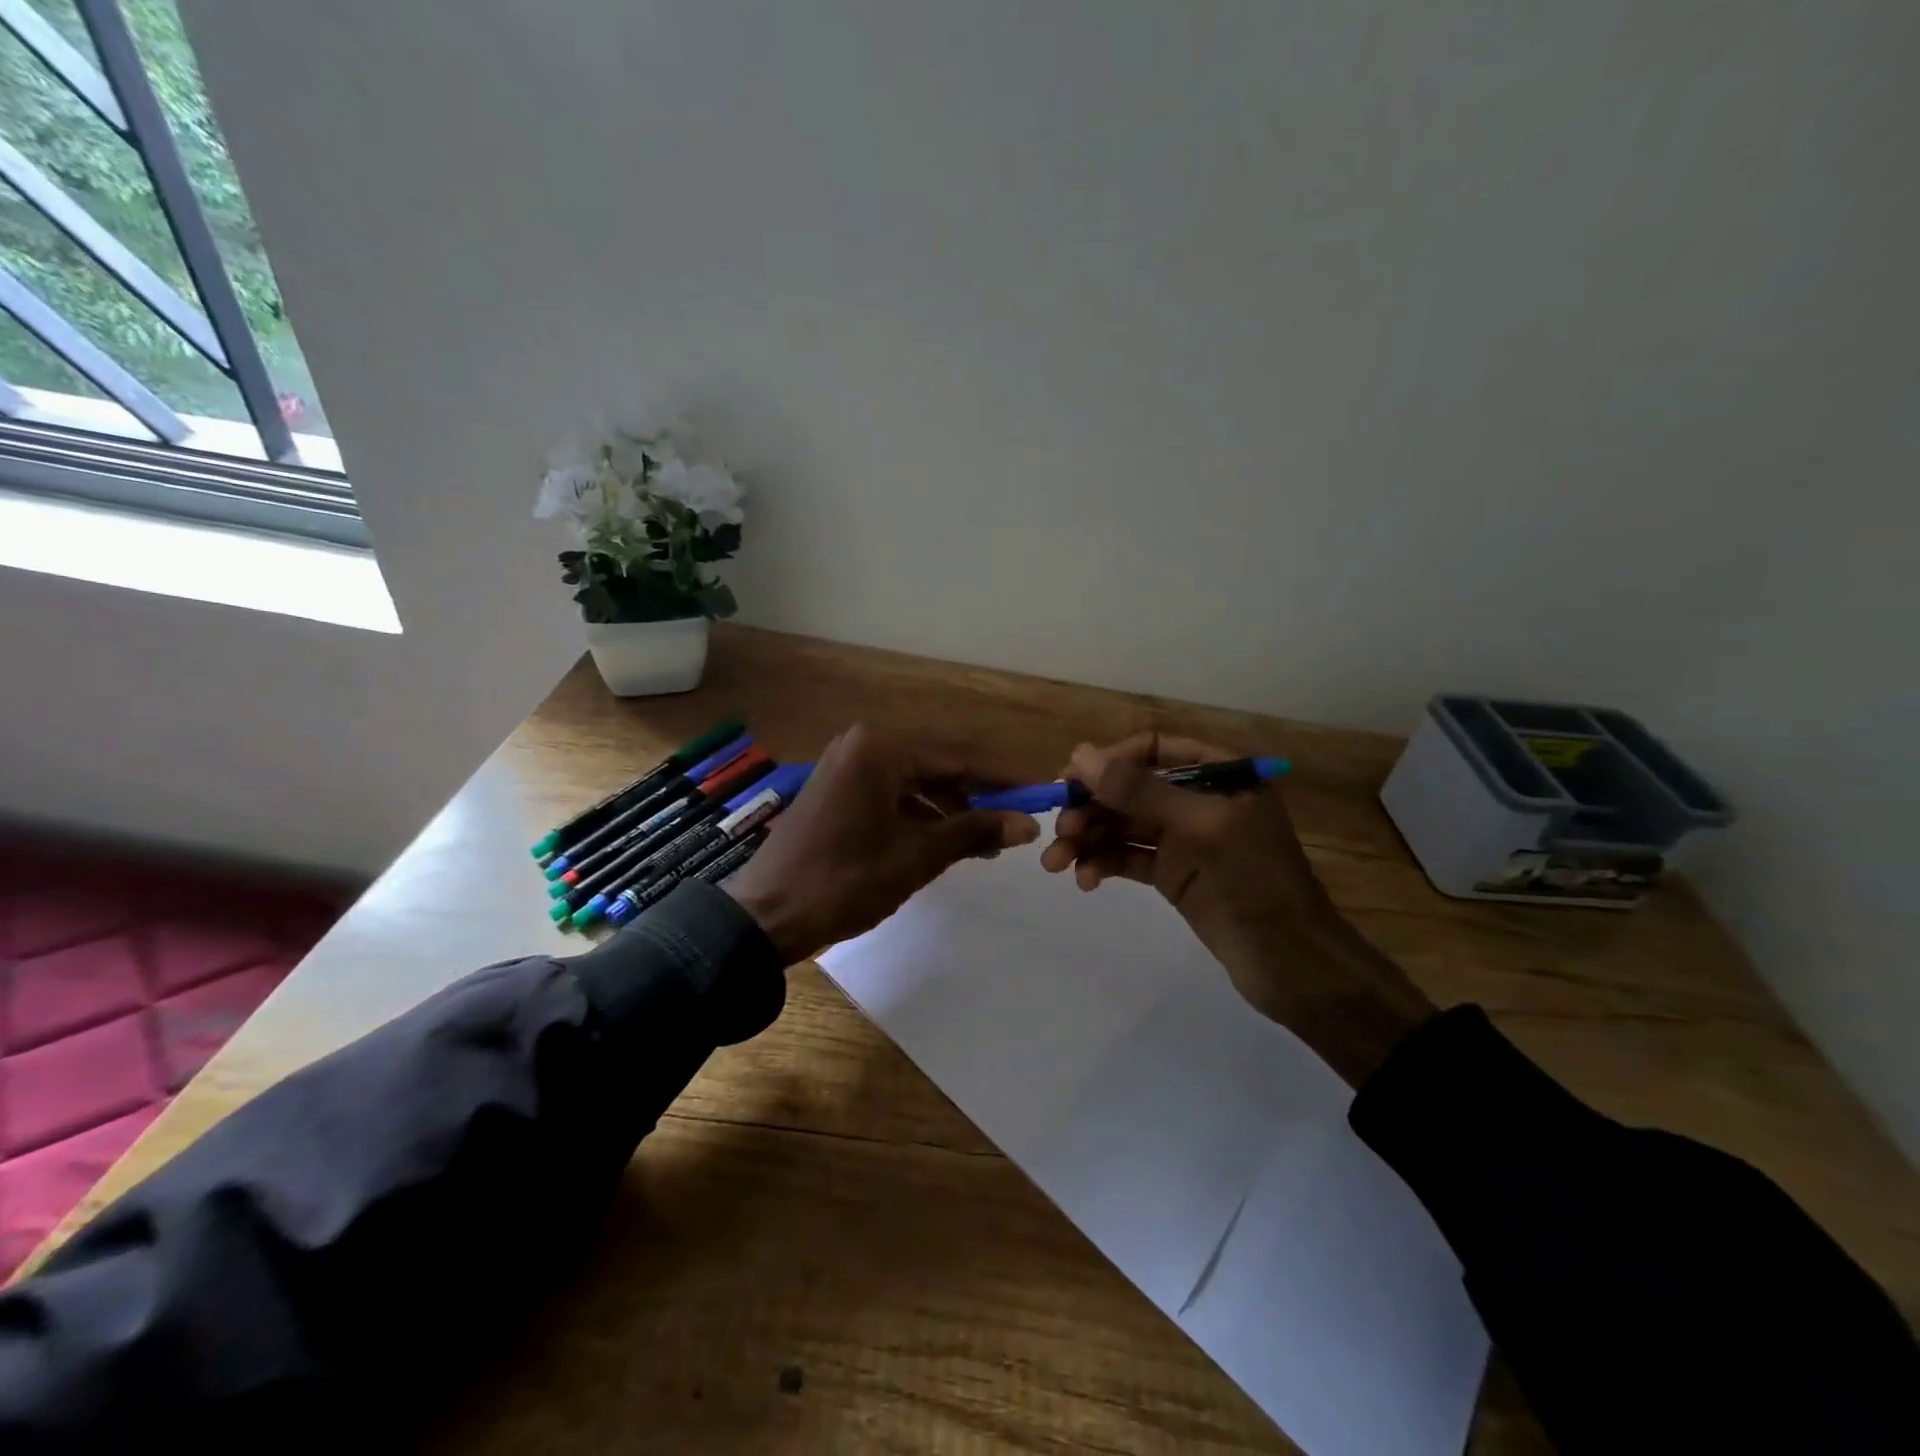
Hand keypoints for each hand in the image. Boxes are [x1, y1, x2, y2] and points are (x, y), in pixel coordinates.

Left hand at [727, 725, 1040, 963]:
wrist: (766, 916)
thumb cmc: (845, 881)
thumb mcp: (918, 856)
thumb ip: (974, 831)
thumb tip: (1027, 824)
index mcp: (881, 750)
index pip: (959, 756)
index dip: (1003, 777)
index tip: (1040, 791)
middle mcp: (862, 745)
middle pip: (937, 765)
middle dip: (977, 795)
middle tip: (1015, 822)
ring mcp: (845, 766)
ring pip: (914, 781)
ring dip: (949, 808)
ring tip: (984, 843)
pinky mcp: (836, 789)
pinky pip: (890, 793)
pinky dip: (919, 814)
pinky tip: (943, 841)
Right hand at [1040, 732, 1435, 1086]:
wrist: (1293, 964)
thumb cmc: (1256, 881)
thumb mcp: (1201, 827)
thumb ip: (1140, 790)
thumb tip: (1079, 754)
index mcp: (1218, 774)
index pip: (1152, 748)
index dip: (1109, 761)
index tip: (1069, 780)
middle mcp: (1197, 799)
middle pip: (1130, 788)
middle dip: (1091, 807)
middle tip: (1059, 831)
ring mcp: (1184, 839)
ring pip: (1123, 825)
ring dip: (1088, 839)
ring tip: (1056, 863)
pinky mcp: (1173, 874)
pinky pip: (1128, 857)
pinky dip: (1103, 864)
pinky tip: (1086, 880)